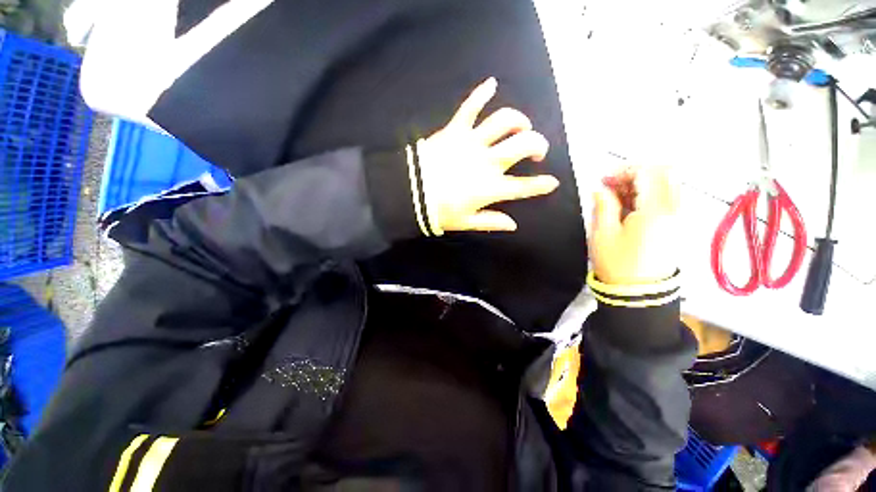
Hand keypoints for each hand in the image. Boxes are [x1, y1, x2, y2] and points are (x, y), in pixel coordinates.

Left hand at [415, 77, 558, 233]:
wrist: (408, 192)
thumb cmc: (438, 211)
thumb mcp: (465, 222)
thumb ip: (491, 221)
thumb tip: (513, 225)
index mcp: (490, 188)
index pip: (523, 186)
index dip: (541, 185)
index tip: (553, 182)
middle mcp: (487, 162)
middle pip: (523, 145)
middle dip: (538, 145)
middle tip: (537, 152)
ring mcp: (472, 143)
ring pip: (504, 121)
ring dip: (519, 120)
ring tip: (522, 126)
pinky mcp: (455, 130)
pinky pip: (470, 107)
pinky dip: (481, 93)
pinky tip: (492, 83)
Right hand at [589, 167, 679, 284]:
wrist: (639, 293)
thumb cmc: (617, 263)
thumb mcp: (603, 233)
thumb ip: (604, 205)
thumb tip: (600, 188)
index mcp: (655, 210)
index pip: (648, 172)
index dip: (624, 170)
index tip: (604, 180)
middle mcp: (675, 209)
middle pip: (665, 173)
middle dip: (636, 173)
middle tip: (612, 185)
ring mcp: (680, 217)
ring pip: (669, 184)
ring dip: (644, 183)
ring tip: (620, 196)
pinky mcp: (678, 225)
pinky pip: (669, 198)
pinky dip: (651, 194)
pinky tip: (632, 206)